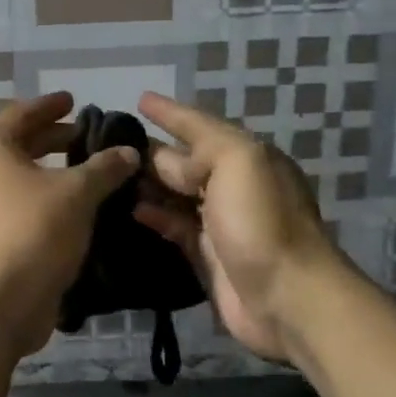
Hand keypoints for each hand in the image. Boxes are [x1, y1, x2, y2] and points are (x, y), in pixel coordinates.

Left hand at [0, 93, 139, 358]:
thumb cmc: (33, 231)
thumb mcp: (77, 193)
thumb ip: (104, 167)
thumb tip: (128, 152)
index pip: (21, 113)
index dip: (50, 105)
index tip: (73, 100)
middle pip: (17, 145)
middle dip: (52, 139)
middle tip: (86, 137)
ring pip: (16, 178)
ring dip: (48, 173)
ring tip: (83, 172)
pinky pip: (15, 206)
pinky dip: (41, 201)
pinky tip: (69, 210)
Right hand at [132, 92, 342, 362]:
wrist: (287, 297)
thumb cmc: (261, 221)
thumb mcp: (238, 162)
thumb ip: (201, 147)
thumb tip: (164, 158)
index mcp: (246, 156)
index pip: (200, 125)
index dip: (171, 112)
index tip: (139, 99)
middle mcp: (233, 184)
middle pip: (185, 160)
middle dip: (152, 149)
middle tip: (109, 141)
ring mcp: (220, 221)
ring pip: (175, 193)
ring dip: (147, 183)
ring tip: (108, 174)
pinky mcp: (207, 254)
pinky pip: (173, 226)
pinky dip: (153, 216)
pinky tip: (128, 209)